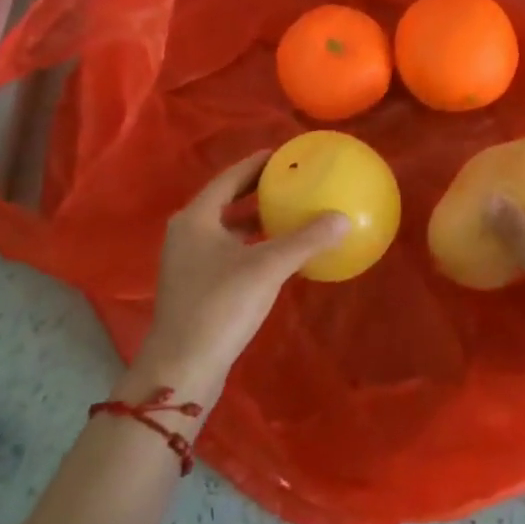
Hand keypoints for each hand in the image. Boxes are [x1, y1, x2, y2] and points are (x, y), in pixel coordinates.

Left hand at [122, 149, 347, 407]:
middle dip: (256, 190)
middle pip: (226, 200)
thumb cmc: (220, 306)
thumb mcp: (266, 268)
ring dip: (254, 219)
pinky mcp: (195, 286)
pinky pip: (227, 251)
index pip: (229, 177)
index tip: (282, 155)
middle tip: (290, 180)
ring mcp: (188, 261)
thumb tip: (342, 218)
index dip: (256, 164)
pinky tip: (276, 254)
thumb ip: (305, 240)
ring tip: (287, 212)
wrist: (182, 368)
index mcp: (196, 217)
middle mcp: (187, 233)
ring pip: (226, 228)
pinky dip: (250, 245)